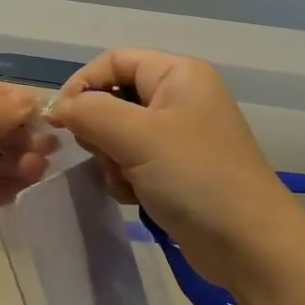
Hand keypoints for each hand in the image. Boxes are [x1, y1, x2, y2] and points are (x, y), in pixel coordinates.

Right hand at [49, 49, 304, 288]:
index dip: (82, 84)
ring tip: (128, 183)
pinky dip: (126, 179)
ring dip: (112, 161)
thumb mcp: (137, 137)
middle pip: (113, 98)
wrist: (248, 243)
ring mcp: (178, 136)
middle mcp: (179, 98)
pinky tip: (137, 198)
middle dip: (100, 131)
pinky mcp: (175, 170)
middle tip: (107, 156)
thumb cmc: (195, 177)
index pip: (113, 60)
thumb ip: (90, 112)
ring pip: (117, 135)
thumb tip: (57, 107)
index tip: (61, 120)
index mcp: (178, 74)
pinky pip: (132, 163)